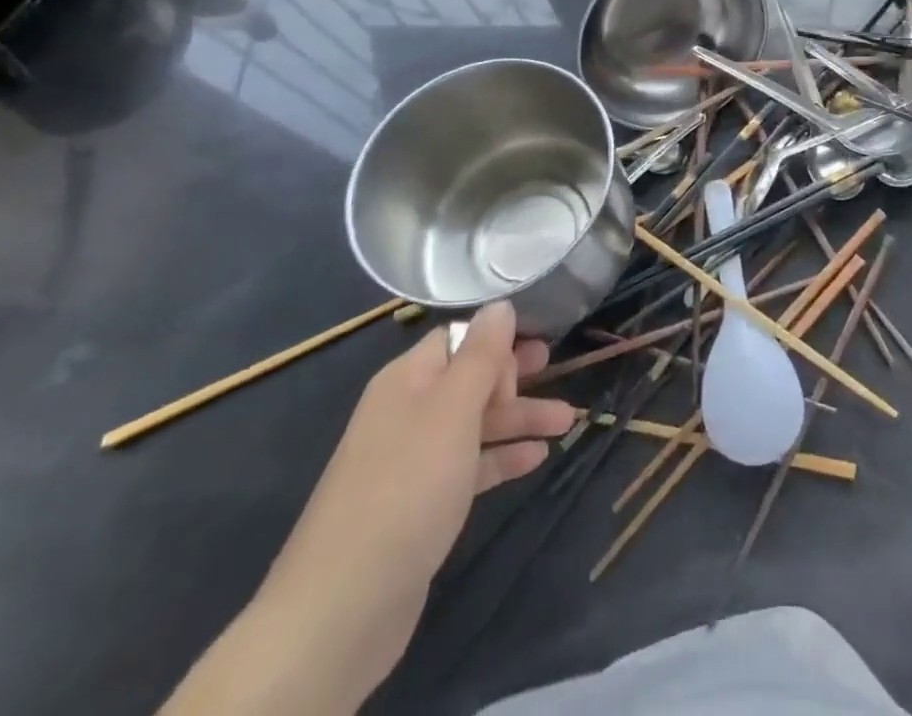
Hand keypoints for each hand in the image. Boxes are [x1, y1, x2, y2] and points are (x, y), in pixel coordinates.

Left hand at [233, 303, 573, 710]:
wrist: (344, 606)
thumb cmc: (406, 486)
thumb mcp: (451, 409)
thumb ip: (481, 355)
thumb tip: (500, 305)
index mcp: (407, 380)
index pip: (457, 338)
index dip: (496, 339)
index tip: (537, 345)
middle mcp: (407, 412)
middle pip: (469, 380)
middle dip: (515, 376)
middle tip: (557, 369)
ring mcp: (413, 461)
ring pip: (475, 424)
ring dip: (520, 419)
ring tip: (568, 420)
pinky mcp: (421, 505)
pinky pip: (469, 466)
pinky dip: (502, 458)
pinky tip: (537, 459)